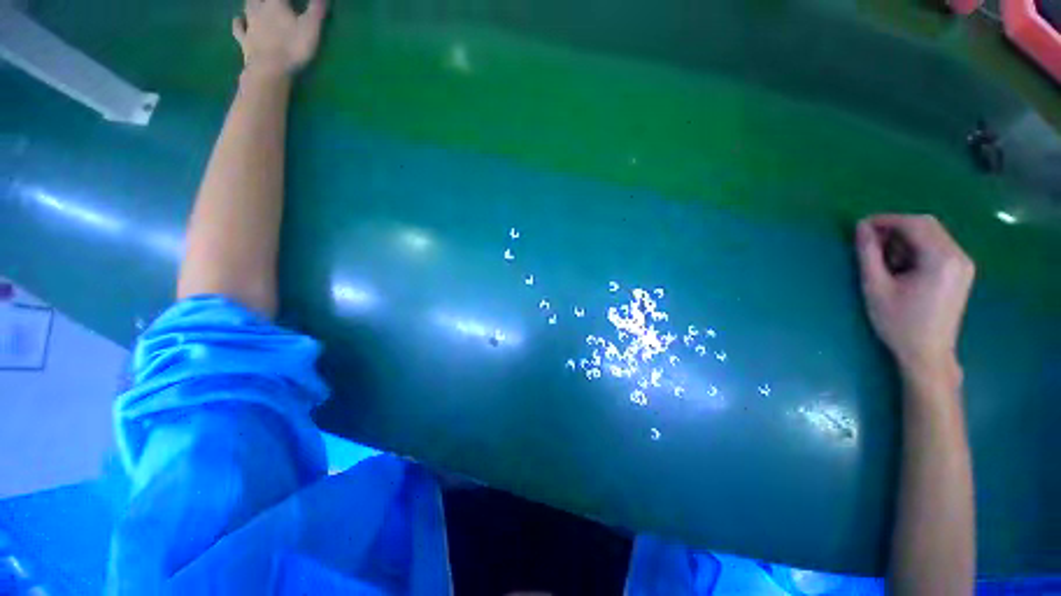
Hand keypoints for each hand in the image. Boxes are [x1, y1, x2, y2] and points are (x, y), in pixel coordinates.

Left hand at [232, 0, 327, 77]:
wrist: (269, 68)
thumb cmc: (293, 47)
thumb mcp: (311, 28)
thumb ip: (316, 10)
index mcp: (275, 3)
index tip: (294, 2)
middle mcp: (259, 9)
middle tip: (274, 3)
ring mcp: (249, 25)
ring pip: (247, 6)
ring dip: (252, 3)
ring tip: (256, 3)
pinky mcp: (244, 40)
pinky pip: (238, 27)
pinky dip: (238, 22)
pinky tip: (239, 20)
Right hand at [856, 215, 974, 386]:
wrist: (927, 354)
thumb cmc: (899, 323)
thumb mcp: (876, 287)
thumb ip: (869, 254)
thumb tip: (861, 227)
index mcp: (941, 259)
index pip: (915, 224)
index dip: (886, 220)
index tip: (861, 227)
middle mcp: (958, 256)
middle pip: (927, 225)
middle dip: (896, 227)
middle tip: (870, 241)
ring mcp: (963, 264)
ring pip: (933, 234)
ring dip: (905, 238)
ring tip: (883, 256)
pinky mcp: (961, 272)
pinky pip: (938, 247)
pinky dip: (916, 247)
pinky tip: (901, 264)